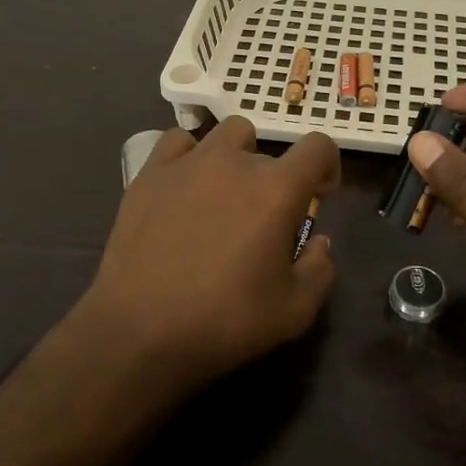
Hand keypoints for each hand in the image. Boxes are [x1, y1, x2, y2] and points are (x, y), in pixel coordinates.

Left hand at [76, 118, 338, 397]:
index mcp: (278, 189)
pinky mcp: (150, 173)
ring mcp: (188, 162)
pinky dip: (190, 156)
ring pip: (227, 134)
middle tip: (262, 220)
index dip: (326, 166)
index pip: (317, 146)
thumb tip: (319, 241)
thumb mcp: (294, 312)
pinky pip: (178, 142)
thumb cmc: (225, 321)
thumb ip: (320, 270)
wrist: (139, 331)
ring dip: (237, 156)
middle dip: (275, 180)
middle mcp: (236, 162)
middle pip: (270, 151)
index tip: (318, 195)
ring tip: (224, 194)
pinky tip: (185, 186)